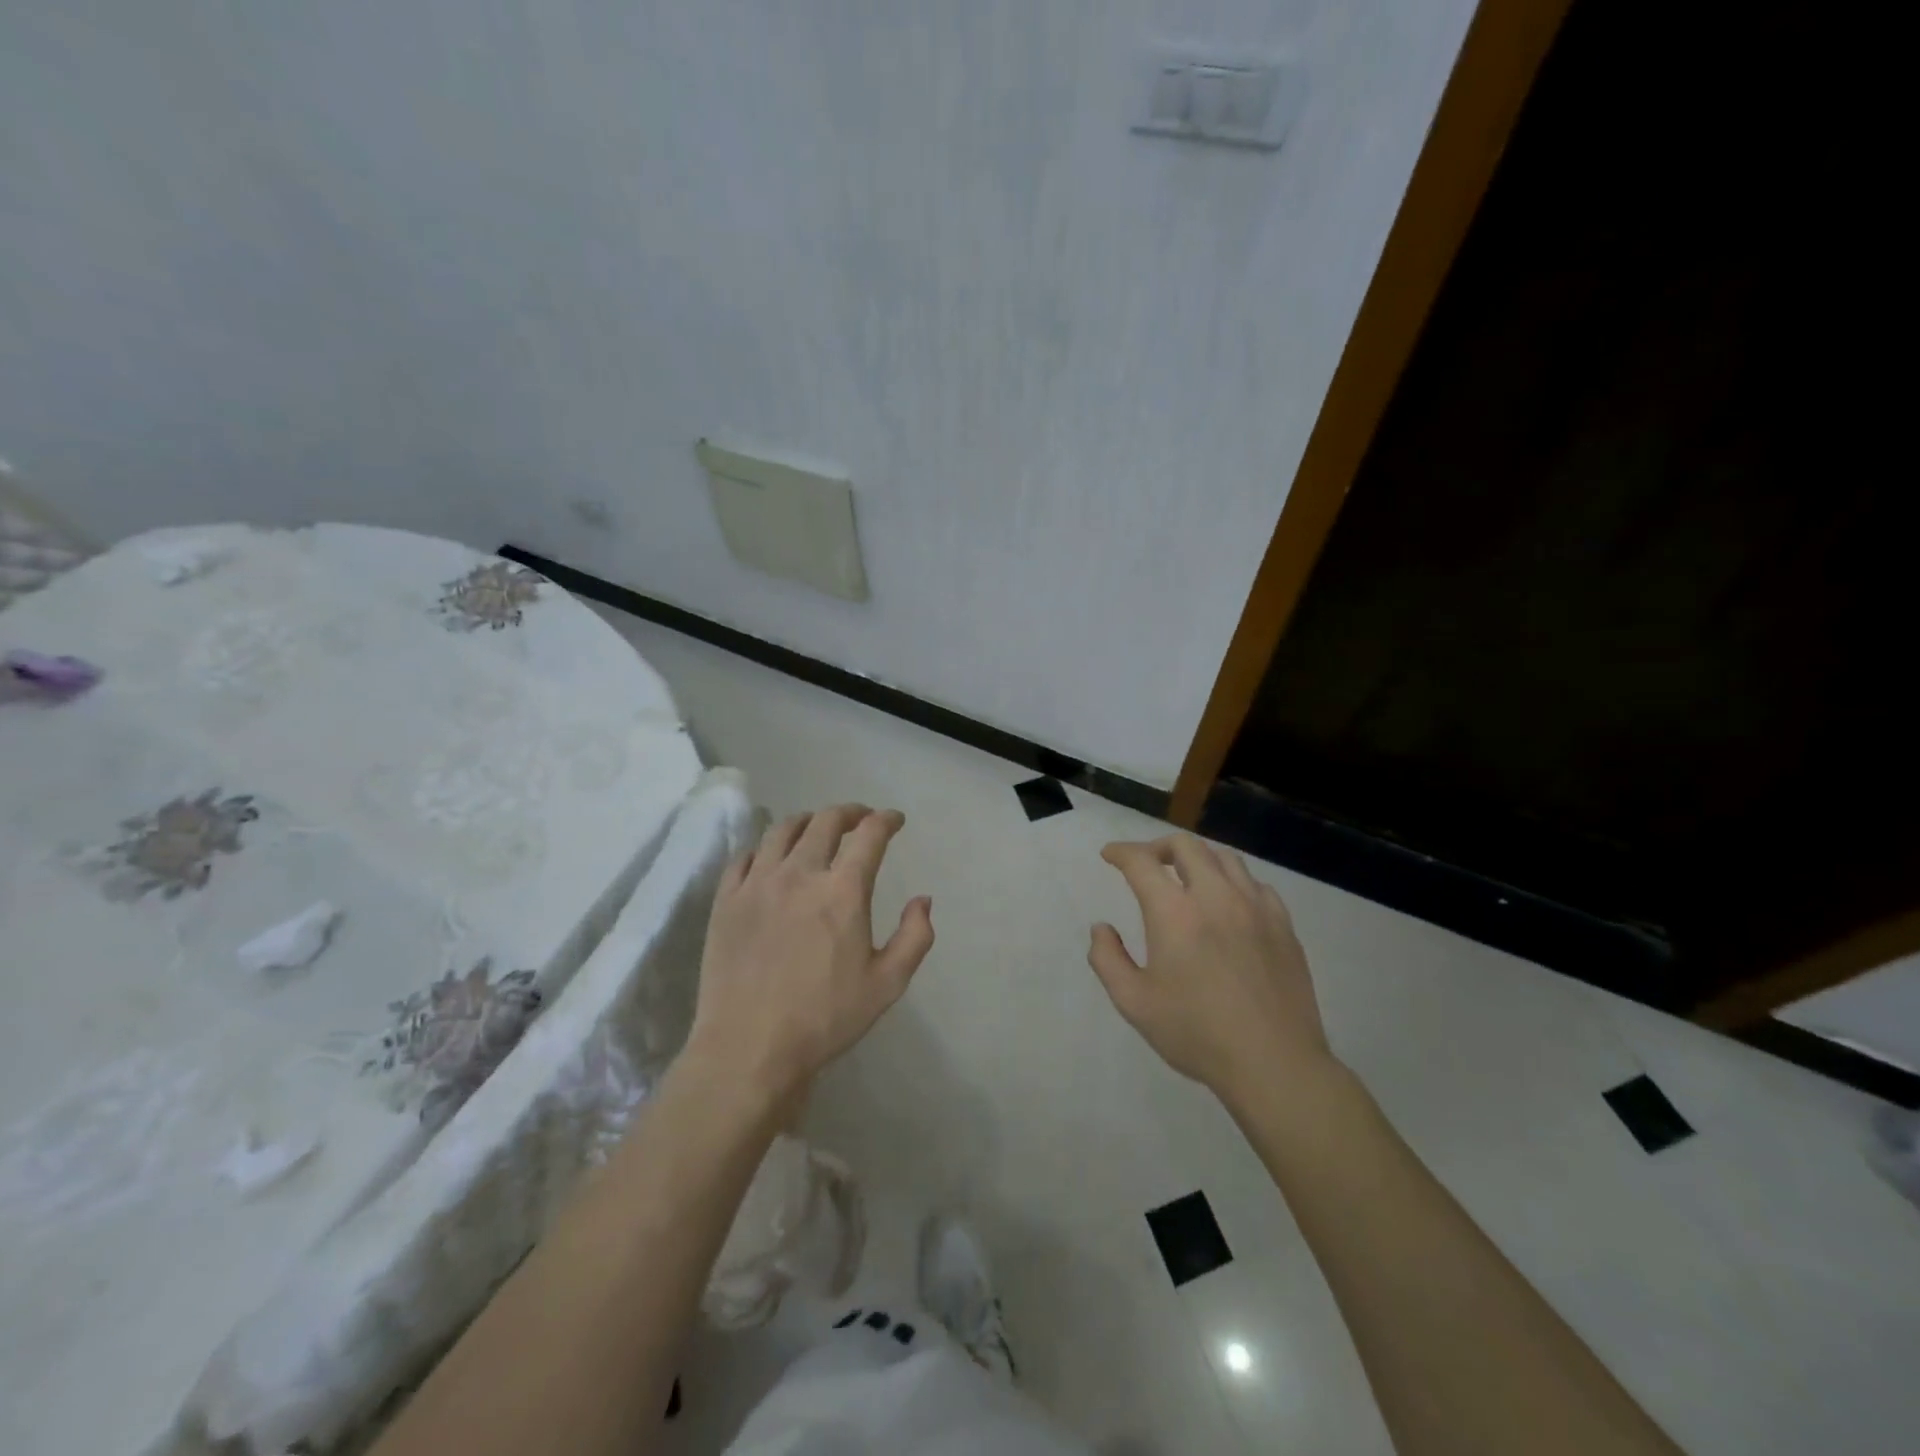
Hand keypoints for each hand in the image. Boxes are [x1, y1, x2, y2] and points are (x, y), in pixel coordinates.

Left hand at [686, 804, 933, 1109]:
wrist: (749, 1049)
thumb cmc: (825, 1019)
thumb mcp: (887, 984)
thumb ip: (915, 937)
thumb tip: (923, 900)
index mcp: (842, 891)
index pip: (869, 835)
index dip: (886, 820)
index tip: (894, 820)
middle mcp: (800, 874)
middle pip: (825, 821)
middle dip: (849, 812)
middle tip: (860, 819)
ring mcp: (757, 884)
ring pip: (782, 830)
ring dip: (807, 821)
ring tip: (816, 828)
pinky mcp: (726, 900)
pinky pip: (745, 856)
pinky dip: (765, 847)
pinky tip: (771, 858)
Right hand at [1089, 834, 1335, 1104]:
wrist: (1274, 1064)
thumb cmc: (1197, 1034)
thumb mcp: (1134, 1003)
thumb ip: (1108, 959)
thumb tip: (1102, 928)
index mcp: (1175, 913)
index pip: (1141, 862)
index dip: (1121, 852)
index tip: (1110, 855)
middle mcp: (1215, 897)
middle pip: (1185, 846)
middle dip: (1157, 846)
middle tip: (1145, 863)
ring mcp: (1255, 908)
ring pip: (1224, 858)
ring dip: (1197, 858)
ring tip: (1186, 877)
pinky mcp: (1283, 925)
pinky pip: (1255, 885)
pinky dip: (1233, 881)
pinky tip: (1228, 903)